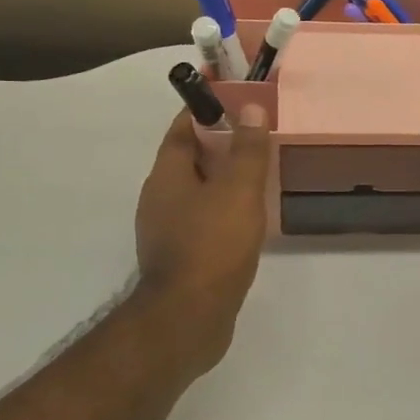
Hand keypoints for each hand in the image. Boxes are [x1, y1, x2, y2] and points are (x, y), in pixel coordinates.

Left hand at [132, 103, 271, 372]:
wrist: (189, 318)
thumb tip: (251, 108)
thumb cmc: (212, 246)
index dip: (208, 109)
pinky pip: (203, 220)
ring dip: (224, 180)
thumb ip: (247, 150)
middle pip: (190, 158)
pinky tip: (249, 219)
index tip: (239, 100)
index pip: (183, 127)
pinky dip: (224, 210)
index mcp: (167, 175)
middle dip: (222, 144)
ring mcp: (167, 230)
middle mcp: (160, 198)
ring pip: (198, 191)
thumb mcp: (238, 190)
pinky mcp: (181, 257)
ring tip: (260, 175)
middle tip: (259, 137)